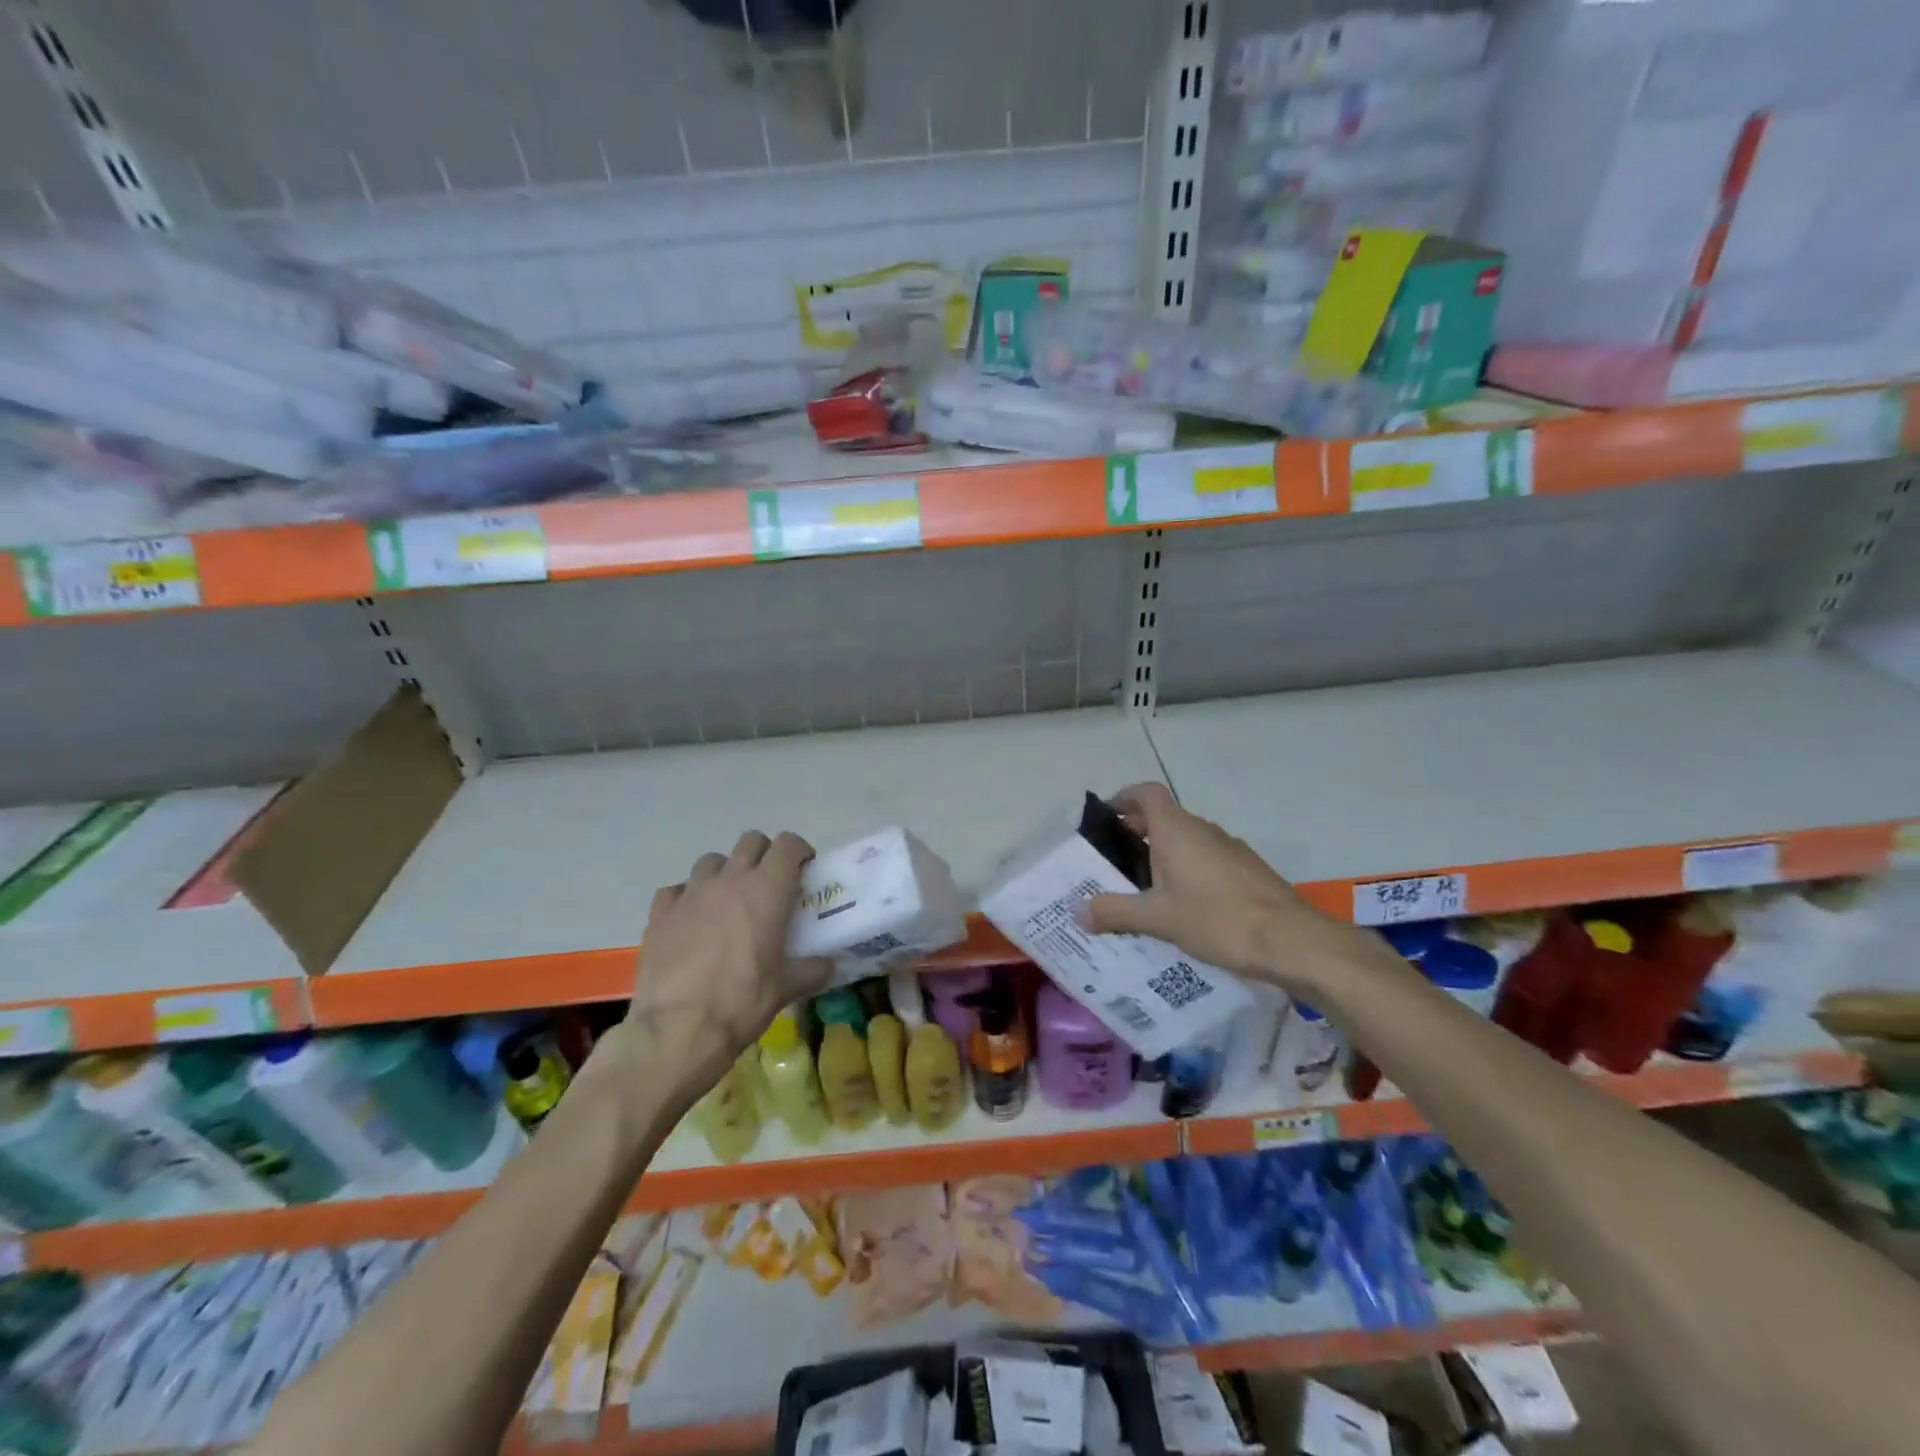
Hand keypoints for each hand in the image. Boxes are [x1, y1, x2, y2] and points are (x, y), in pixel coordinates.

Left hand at [621, 831, 832, 1090]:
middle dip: (764, 854)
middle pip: (750, 842)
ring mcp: (690, 893)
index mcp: (766, 890)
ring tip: (728, 901)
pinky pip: (676, 890)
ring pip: (712, 861)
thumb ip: (811, 970)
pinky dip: (686, 898)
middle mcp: (729, 880)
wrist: (677, 1031)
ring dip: (725, 872)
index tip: (804, 868)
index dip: (799, 850)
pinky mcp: (659, 913)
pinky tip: (690, 920)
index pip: (788, 845)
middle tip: (770, 883)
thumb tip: (828, 966)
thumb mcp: (785, 988)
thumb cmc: (741, 1003)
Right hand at [1080, 783, 1378, 998]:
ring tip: (1144, 887)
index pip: (1146, 793)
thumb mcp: (1158, 919)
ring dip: (1163, 853)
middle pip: (1164, 816)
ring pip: (1187, 839)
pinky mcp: (1248, 870)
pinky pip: (1207, 858)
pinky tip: (1184, 905)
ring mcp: (1230, 848)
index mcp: (1176, 830)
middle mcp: (1203, 830)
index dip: (1124, 798)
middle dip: (1137, 831)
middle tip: (1114, 861)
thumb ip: (1115, 912)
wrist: (1293, 941)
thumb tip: (1079, 911)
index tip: (1105, 818)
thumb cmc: (1218, 920)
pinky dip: (1188, 869)